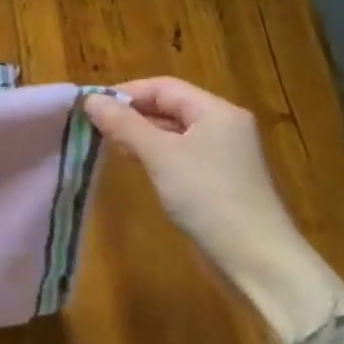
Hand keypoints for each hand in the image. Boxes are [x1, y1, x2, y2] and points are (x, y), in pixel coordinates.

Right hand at [83, 78, 343, 343]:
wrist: (254, 257)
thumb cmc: (207, 196)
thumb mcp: (160, 155)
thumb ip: (124, 124)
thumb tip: (89, 99)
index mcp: (216, 111)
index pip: (163, 87)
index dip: (125, 92)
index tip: (90, 107)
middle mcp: (222, 126)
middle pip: (168, 106)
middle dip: (130, 113)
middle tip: (93, 126)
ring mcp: (221, 154)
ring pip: (171, 131)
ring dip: (138, 134)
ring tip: (106, 144)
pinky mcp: (215, 179)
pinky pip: (177, 154)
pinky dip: (152, 154)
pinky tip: (133, 164)